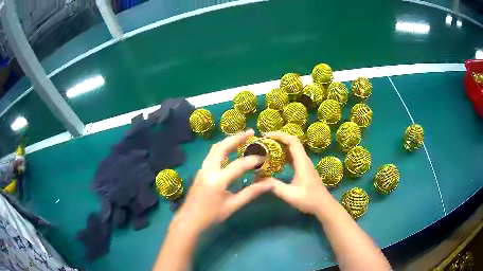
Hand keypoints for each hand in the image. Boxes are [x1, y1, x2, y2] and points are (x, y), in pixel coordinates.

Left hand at [175, 129, 272, 232]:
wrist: (189, 220)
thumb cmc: (211, 215)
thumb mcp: (233, 206)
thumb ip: (251, 193)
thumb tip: (269, 184)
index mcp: (217, 180)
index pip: (238, 165)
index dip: (252, 160)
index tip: (264, 157)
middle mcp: (208, 170)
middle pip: (221, 147)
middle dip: (236, 138)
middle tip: (250, 132)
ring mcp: (202, 169)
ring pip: (215, 149)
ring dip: (228, 141)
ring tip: (242, 137)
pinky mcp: (201, 170)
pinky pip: (212, 154)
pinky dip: (222, 148)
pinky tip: (230, 150)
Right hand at [262, 131, 331, 214]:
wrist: (323, 205)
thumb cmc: (309, 200)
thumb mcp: (290, 195)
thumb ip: (275, 186)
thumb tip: (258, 178)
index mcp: (302, 162)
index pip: (292, 141)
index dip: (279, 135)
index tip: (265, 136)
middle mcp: (304, 159)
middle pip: (292, 142)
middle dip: (277, 138)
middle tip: (262, 141)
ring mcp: (304, 163)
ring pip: (292, 148)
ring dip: (280, 145)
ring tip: (266, 147)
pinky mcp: (303, 168)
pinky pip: (293, 156)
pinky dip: (283, 153)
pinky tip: (274, 159)